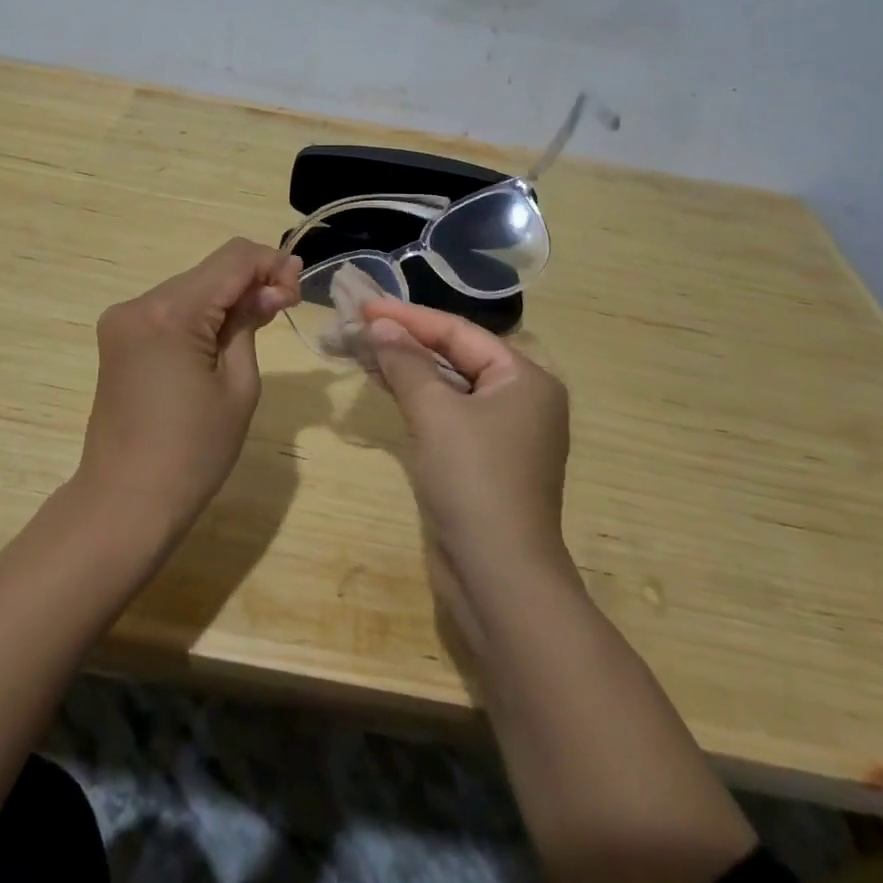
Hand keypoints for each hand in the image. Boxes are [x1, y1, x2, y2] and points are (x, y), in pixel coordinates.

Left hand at [74, 239, 300, 543]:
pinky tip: (220, 338)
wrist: (125, 503)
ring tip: (257, 325)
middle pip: (210, 270)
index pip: (233, 259)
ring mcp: (122, 320)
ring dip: (227, 297)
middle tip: (285, 307)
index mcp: (170, 313)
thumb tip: (270, 289)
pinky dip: (201, 314)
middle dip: (252, 280)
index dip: (272, 263)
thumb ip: (250, 323)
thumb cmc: (193, 453)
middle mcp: (139, 304)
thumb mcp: (239, 386)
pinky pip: (170, 309)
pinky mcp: (118, 338)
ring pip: (191, 287)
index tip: (298, 290)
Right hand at [361, 300, 572, 647]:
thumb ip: (406, 361)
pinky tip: (382, 383)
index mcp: (525, 378)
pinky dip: (415, 397)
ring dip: (405, 367)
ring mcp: (502, 432)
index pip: (458, 331)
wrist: (497, 578)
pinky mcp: (482, 461)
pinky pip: (446, 413)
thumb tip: (378, 325)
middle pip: (454, 355)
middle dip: (404, 340)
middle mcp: (521, 398)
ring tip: (360, 347)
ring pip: (447, 384)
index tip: (364, 303)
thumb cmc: (473, 480)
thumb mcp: (435, 412)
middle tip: (357, 323)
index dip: (408, 317)